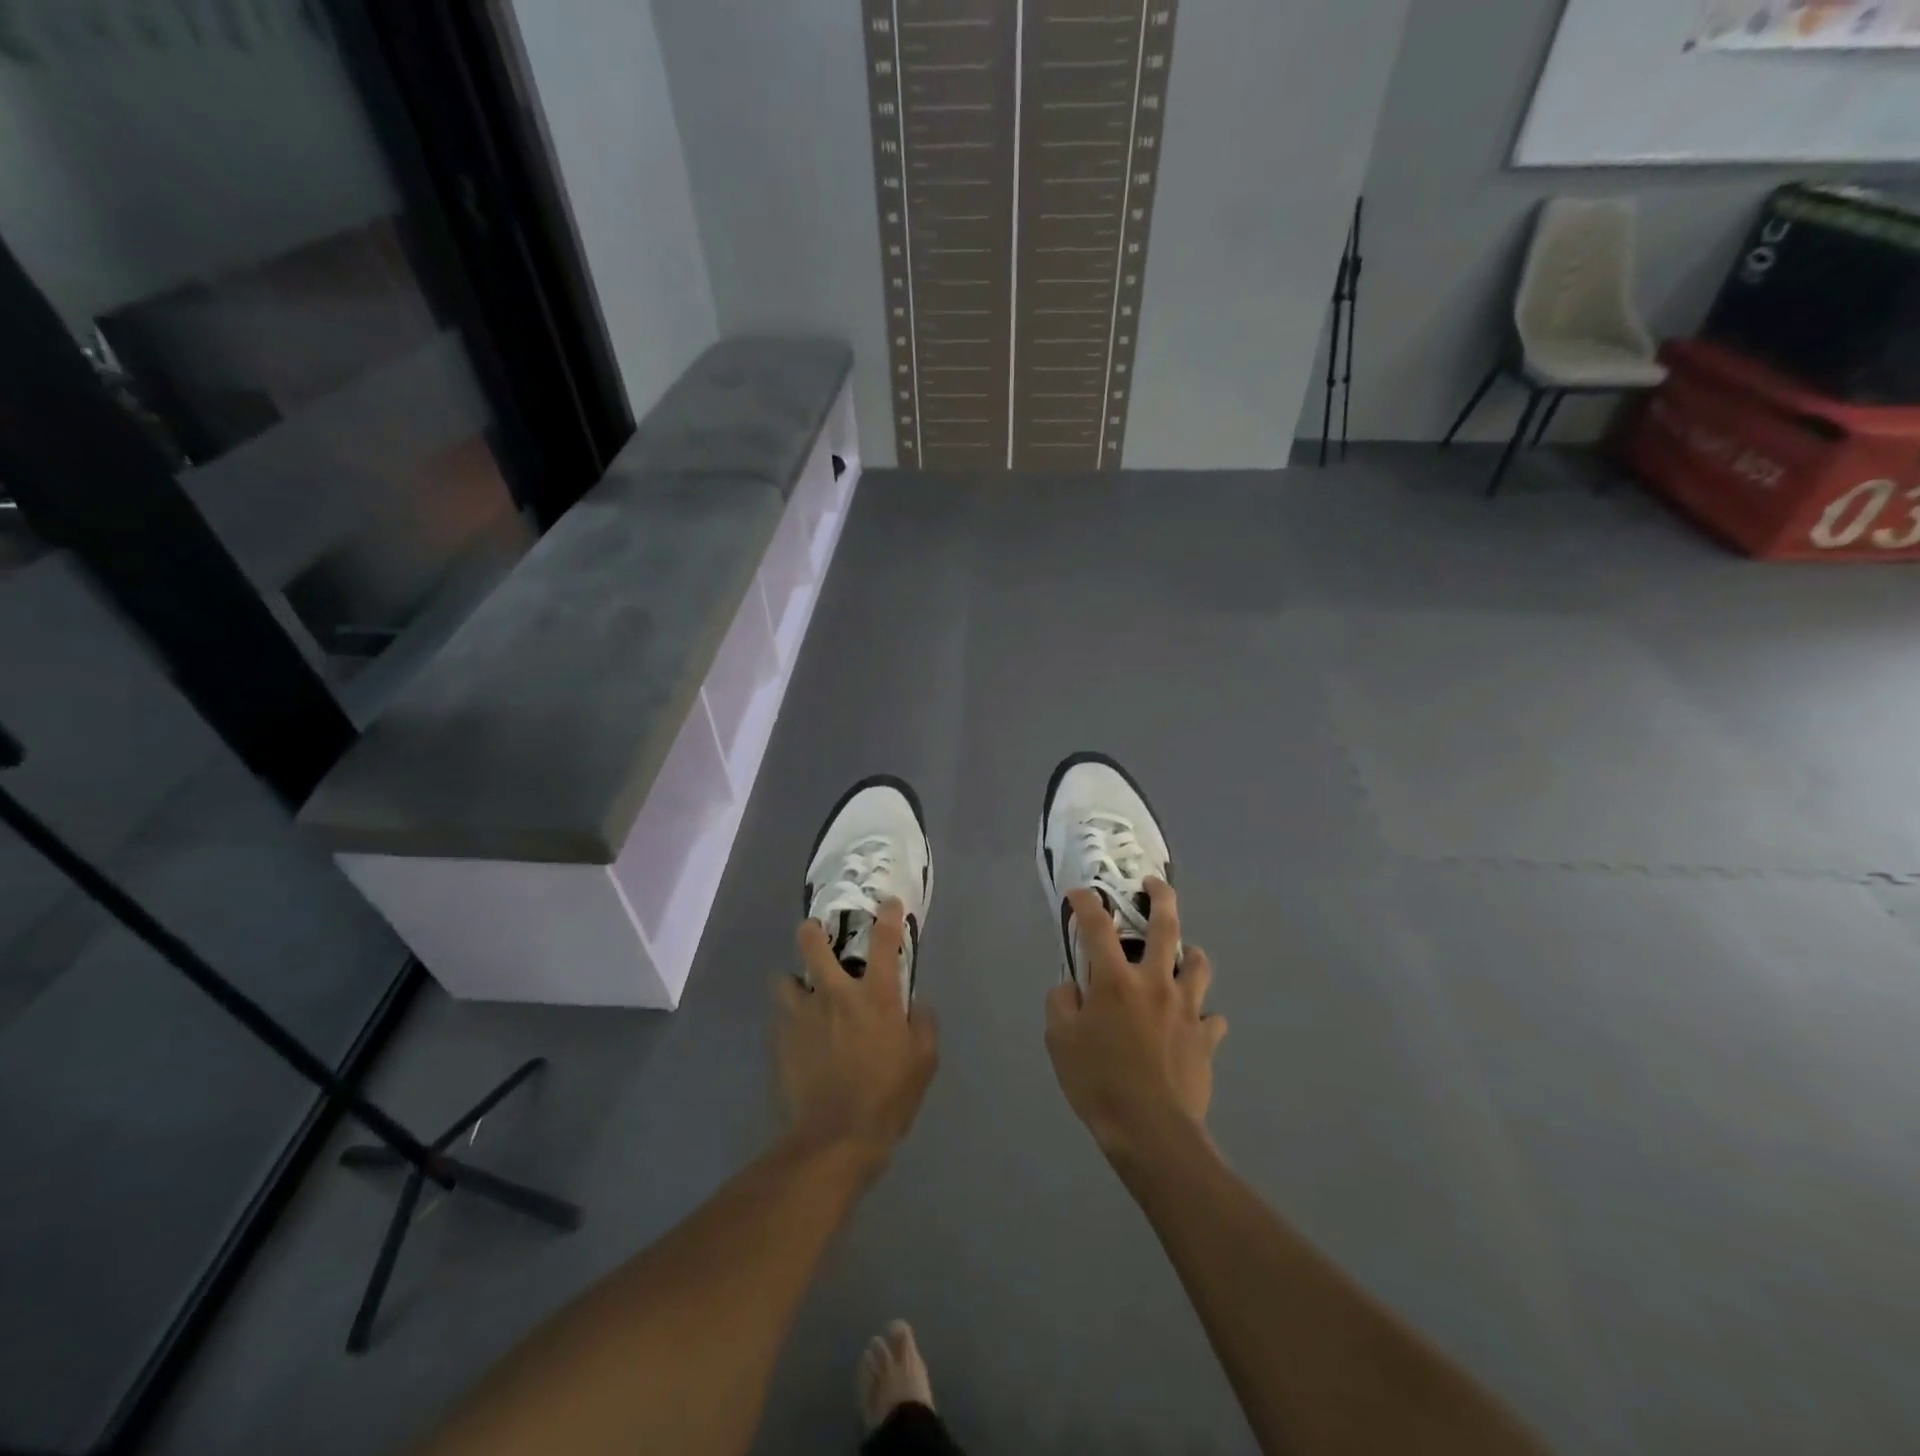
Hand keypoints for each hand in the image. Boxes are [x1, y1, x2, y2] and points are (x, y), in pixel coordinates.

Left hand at [777, 899, 937, 1167]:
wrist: (834, 1138)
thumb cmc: (886, 1098)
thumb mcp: (923, 1062)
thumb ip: (922, 1024)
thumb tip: (915, 1004)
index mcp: (875, 997)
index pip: (884, 942)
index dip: (888, 917)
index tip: (887, 904)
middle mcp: (835, 995)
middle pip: (812, 944)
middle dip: (812, 931)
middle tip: (816, 933)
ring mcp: (802, 1015)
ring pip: (784, 979)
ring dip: (794, 981)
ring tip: (801, 993)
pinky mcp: (780, 1040)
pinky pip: (780, 1016)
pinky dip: (788, 1017)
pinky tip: (796, 1034)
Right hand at [1044, 878, 1226, 1161]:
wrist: (1152, 1131)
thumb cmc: (1099, 1082)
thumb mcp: (1059, 1042)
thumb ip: (1061, 1003)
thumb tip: (1072, 986)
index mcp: (1115, 981)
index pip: (1097, 926)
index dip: (1086, 902)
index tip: (1080, 893)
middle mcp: (1154, 982)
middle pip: (1165, 926)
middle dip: (1160, 896)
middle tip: (1154, 883)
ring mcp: (1186, 1008)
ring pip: (1197, 964)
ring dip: (1189, 953)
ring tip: (1181, 954)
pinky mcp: (1205, 1037)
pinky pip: (1210, 1018)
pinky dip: (1202, 1015)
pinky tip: (1193, 1023)